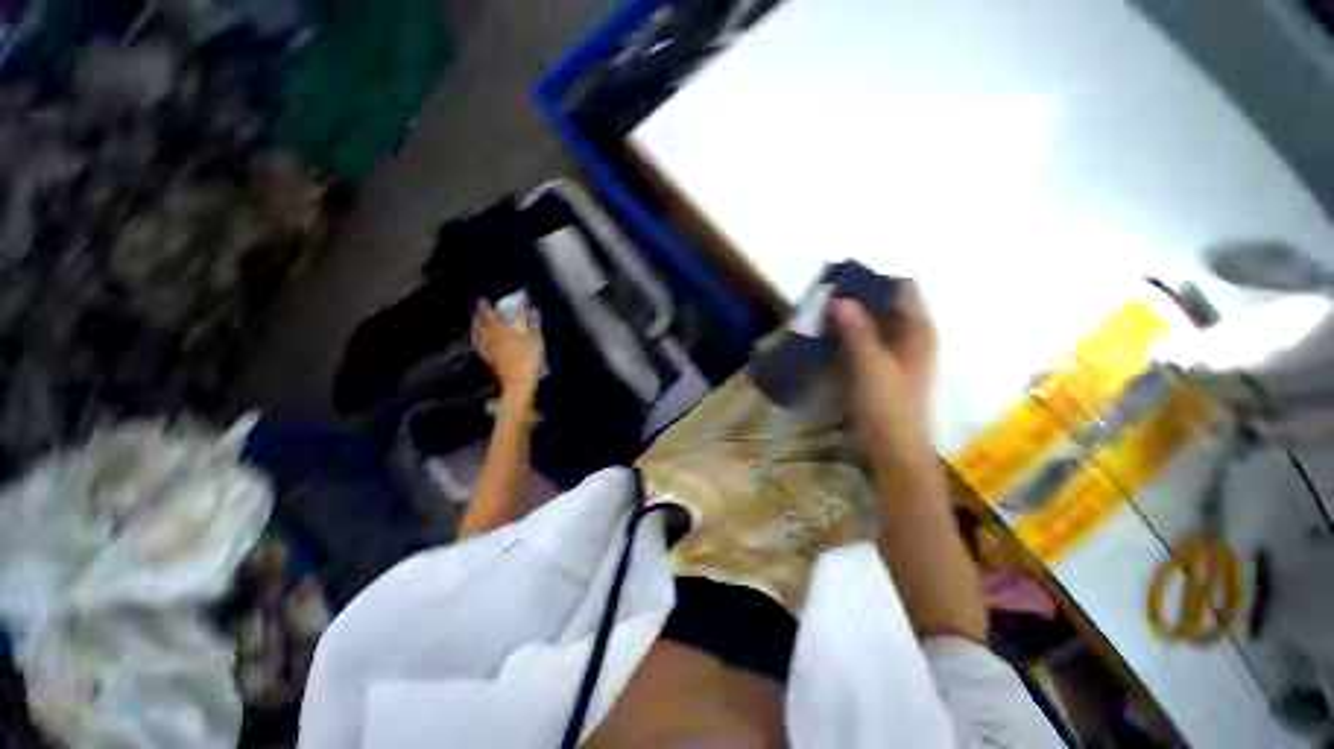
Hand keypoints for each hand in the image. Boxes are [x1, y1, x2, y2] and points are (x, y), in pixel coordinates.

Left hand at [472, 300, 541, 400]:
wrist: (516, 382)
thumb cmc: (527, 360)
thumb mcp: (535, 340)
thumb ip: (533, 324)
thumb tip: (534, 310)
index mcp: (501, 331)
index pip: (489, 316)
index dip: (485, 307)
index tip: (482, 300)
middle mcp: (490, 337)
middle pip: (480, 324)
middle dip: (478, 314)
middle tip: (477, 308)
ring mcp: (487, 349)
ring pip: (477, 333)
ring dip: (475, 325)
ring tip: (474, 319)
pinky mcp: (487, 358)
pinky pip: (478, 344)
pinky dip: (476, 338)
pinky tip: (477, 337)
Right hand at [831, 283, 936, 471]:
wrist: (890, 448)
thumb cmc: (887, 405)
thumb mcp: (871, 365)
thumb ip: (858, 332)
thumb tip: (840, 300)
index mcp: (917, 332)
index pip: (902, 290)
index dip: (877, 280)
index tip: (845, 278)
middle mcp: (908, 338)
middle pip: (884, 306)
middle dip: (857, 299)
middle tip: (824, 296)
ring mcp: (891, 356)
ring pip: (869, 326)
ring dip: (847, 319)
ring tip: (819, 313)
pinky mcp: (875, 371)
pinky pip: (859, 344)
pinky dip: (844, 338)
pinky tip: (823, 338)